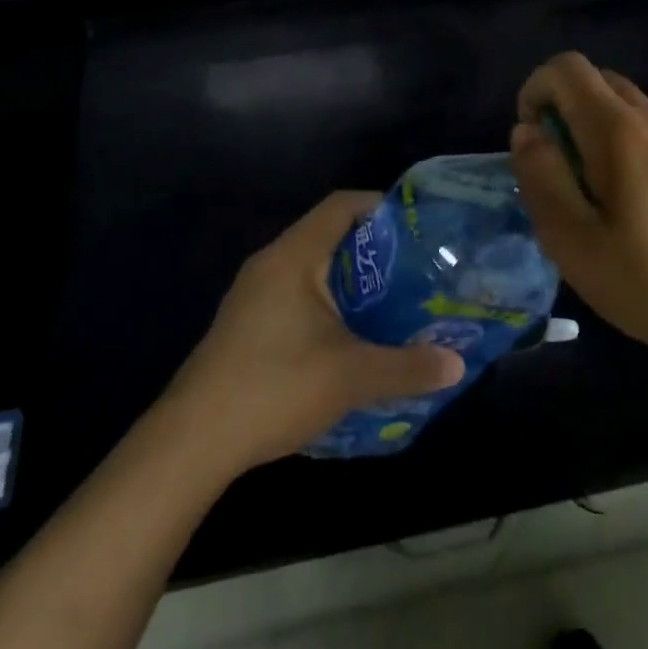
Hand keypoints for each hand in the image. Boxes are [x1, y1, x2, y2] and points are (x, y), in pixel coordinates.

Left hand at [164, 192, 464, 473]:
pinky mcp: (246, 326)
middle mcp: (271, 264)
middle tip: (417, 273)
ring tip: (394, 306)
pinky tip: (351, 342)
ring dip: (352, 284)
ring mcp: (253, 296)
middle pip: (330, 236)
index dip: (382, 207)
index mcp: (294, 256)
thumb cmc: (274, 387)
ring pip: (313, 271)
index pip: (342, 205)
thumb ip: (407, 367)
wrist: (190, 443)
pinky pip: (297, 298)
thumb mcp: (351, 377)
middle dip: (376, 252)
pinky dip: (329, 307)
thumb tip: (457, 365)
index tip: (419, 229)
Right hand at [511, 52, 647, 364]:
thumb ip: (541, 176)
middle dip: (561, 106)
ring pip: (621, 101)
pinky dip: (618, 139)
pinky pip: (644, 125)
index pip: (567, 68)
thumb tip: (527, 131)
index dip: (535, 91)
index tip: (532, 142)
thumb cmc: (645, 281)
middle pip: (595, 78)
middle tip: (555, 165)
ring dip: (590, 124)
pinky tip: (625, 199)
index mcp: (619, 131)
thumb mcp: (571, 240)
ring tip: (587, 187)